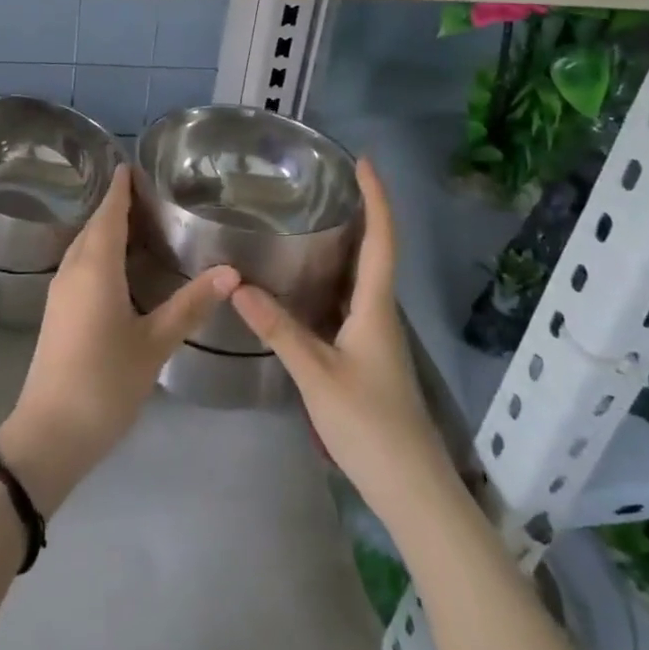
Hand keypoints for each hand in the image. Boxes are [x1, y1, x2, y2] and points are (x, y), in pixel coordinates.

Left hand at [0, 166, 236, 511]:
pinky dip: (98, 251)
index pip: (108, 214)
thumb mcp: (154, 343)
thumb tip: (231, 271)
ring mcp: (60, 291)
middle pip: (94, 225)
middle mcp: (73, 270)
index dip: (119, 189)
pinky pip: (79, 264)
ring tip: (137, 221)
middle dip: (115, 205)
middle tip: (148, 192)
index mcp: (95, 268)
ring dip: (105, 228)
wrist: (50, 433)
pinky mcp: (57, 311)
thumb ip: (190, 304)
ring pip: (83, 246)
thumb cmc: (105, 382)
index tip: (132, 164)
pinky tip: (118, 265)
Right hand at [230, 159, 456, 529]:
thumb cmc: (369, 424)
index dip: (376, 198)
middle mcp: (379, 311)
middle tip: (323, 183)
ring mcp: (375, 334)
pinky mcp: (366, 353)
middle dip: (358, 212)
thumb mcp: (316, 373)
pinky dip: (332, 278)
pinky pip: (349, 300)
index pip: (382, 239)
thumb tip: (238, 284)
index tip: (363, 161)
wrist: (410, 488)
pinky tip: (304, 281)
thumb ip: (278, 328)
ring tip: (308, 219)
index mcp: (375, 306)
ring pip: (361, 276)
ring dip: (345, 244)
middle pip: (375, 250)